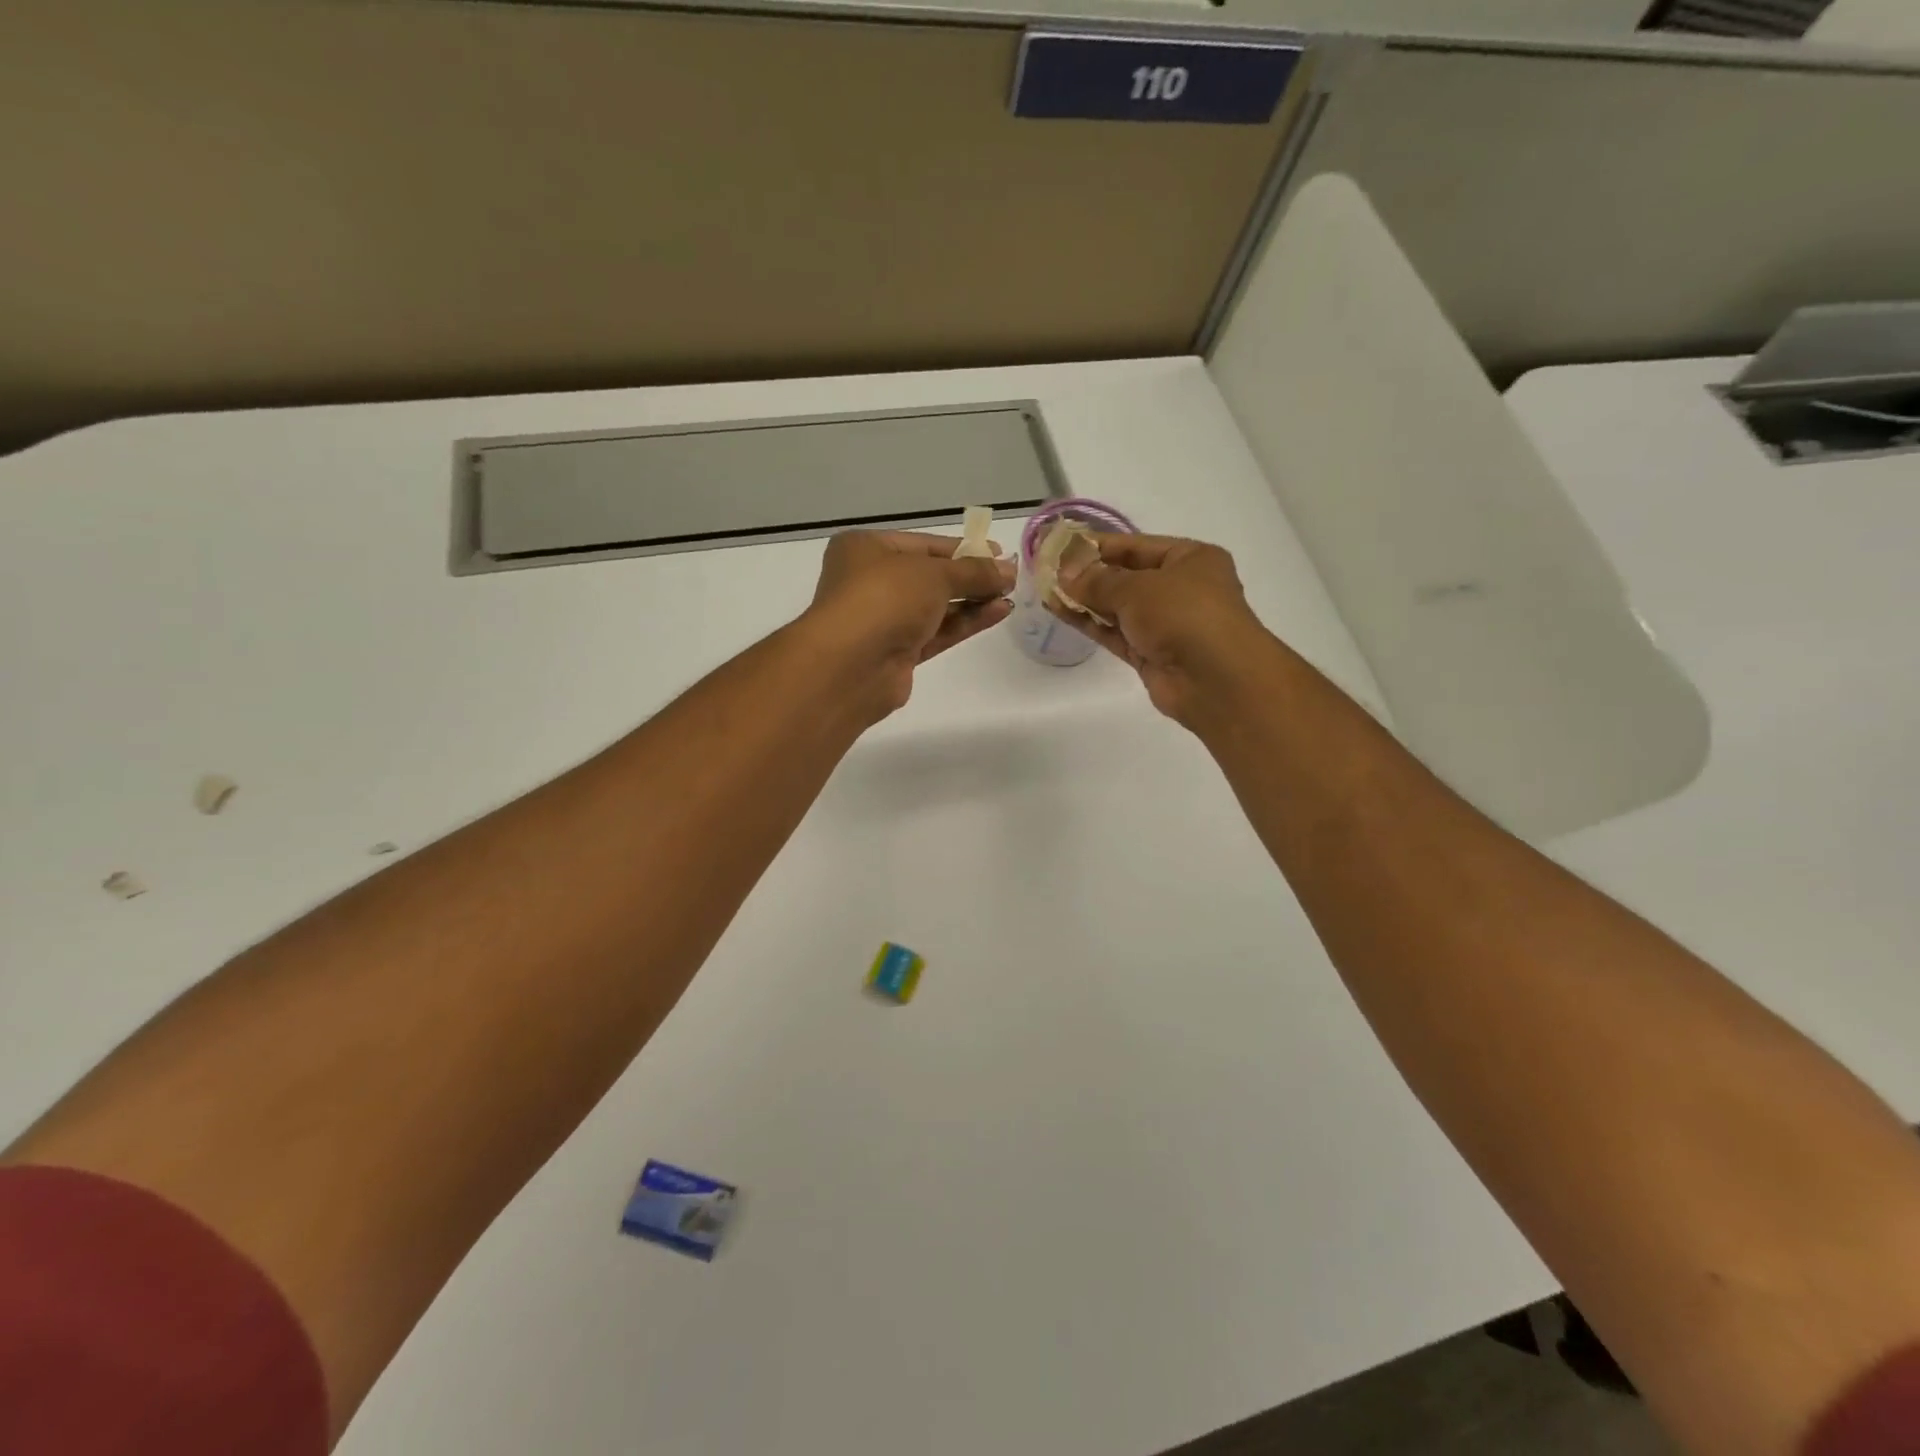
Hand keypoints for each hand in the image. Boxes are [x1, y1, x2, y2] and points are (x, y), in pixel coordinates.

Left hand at [803, 529, 1015, 716]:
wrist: (851, 664)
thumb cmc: (885, 598)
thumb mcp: (934, 574)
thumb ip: (974, 572)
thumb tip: (1008, 571)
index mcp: (865, 549)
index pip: (922, 545)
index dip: (962, 549)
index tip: (998, 553)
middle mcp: (869, 582)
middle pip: (929, 577)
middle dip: (970, 578)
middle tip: (1009, 579)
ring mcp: (883, 620)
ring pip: (934, 607)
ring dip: (972, 601)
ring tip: (1009, 597)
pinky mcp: (897, 653)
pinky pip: (936, 632)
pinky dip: (965, 623)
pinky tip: (997, 613)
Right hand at [1052, 534, 1269, 722]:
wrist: (1215, 680)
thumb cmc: (1184, 615)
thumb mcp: (1138, 588)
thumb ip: (1098, 581)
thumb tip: (1065, 574)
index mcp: (1191, 559)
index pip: (1137, 546)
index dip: (1099, 545)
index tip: (1062, 544)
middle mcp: (1180, 588)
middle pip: (1126, 576)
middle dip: (1089, 573)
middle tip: (1048, 568)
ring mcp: (1165, 623)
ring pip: (1118, 606)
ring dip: (1085, 599)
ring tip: (1046, 589)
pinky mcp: (1150, 653)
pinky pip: (1115, 632)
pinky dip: (1090, 622)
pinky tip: (1060, 611)